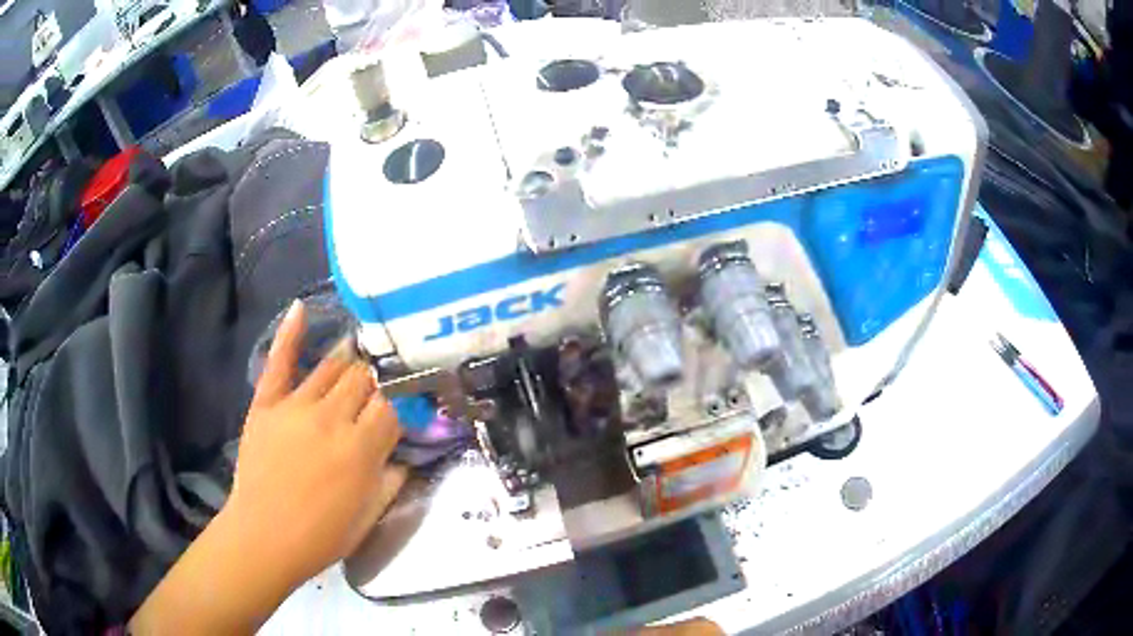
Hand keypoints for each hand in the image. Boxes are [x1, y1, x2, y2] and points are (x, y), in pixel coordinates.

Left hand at [131, 300, 405, 634]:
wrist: (263, 537)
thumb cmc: (321, 536)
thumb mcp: (369, 517)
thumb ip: (392, 481)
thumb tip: (404, 454)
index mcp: (360, 449)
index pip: (392, 405)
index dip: (404, 399)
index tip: (411, 397)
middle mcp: (331, 418)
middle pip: (364, 379)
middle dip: (379, 376)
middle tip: (385, 376)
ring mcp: (295, 406)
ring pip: (331, 366)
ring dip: (350, 356)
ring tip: (362, 345)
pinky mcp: (267, 403)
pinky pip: (279, 361)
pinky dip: (290, 333)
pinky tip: (301, 308)